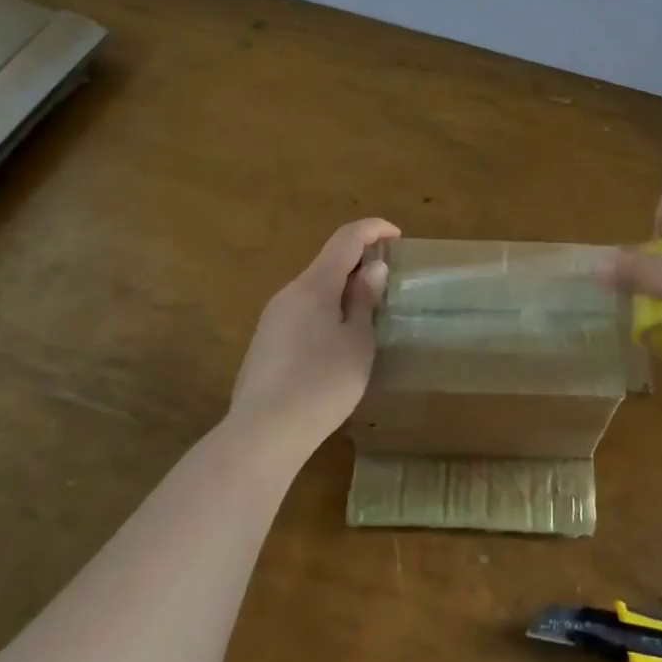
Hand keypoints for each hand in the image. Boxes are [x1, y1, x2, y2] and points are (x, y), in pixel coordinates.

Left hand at [230, 217, 398, 449]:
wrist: (263, 433)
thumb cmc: (321, 383)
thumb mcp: (357, 342)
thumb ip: (363, 302)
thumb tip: (372, 269)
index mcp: (314, 285)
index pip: (346, 238)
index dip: (373, 229)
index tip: (397, 236)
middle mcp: (289, 292)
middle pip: (328, 263)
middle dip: (359, 265)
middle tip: (387, 285)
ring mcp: (273, 318)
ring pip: (314, 291)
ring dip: (342, 292)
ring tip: (367, 318)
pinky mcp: (265, 343)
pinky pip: (302, 314)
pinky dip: (325, 313)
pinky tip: (337, 347)